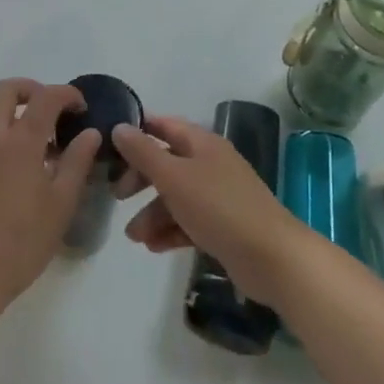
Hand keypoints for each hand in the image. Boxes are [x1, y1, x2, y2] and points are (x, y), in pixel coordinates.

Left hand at [0, 80, 97, 310]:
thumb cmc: (21, 242)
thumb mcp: (60, 204)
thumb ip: (76, 163)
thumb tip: (90, 133)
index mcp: (20, 141)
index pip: (45, 96)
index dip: (67, 94)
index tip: (83, 108)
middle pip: (7, 89)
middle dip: (33, 89)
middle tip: (56, 112)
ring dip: (20, 113)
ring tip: (48, 146)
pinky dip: (9, 134)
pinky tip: (28, 169)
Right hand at [112, 115, 307, 303]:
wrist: (272, 258)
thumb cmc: (218, 207)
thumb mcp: (173, 176)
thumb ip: (143, 152)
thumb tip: (119, 127)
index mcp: (202, 143)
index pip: (164, 126)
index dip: (138, 132)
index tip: (111, 146)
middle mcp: (210, 164)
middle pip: (167, 163)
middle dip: (140, 180)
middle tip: (118, 196)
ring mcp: (219, 196)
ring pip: (176, 197)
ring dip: (152, 214)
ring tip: (134, 237)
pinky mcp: (223, 226)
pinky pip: (189, 222)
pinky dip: (170, 231)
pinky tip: (153, 247)